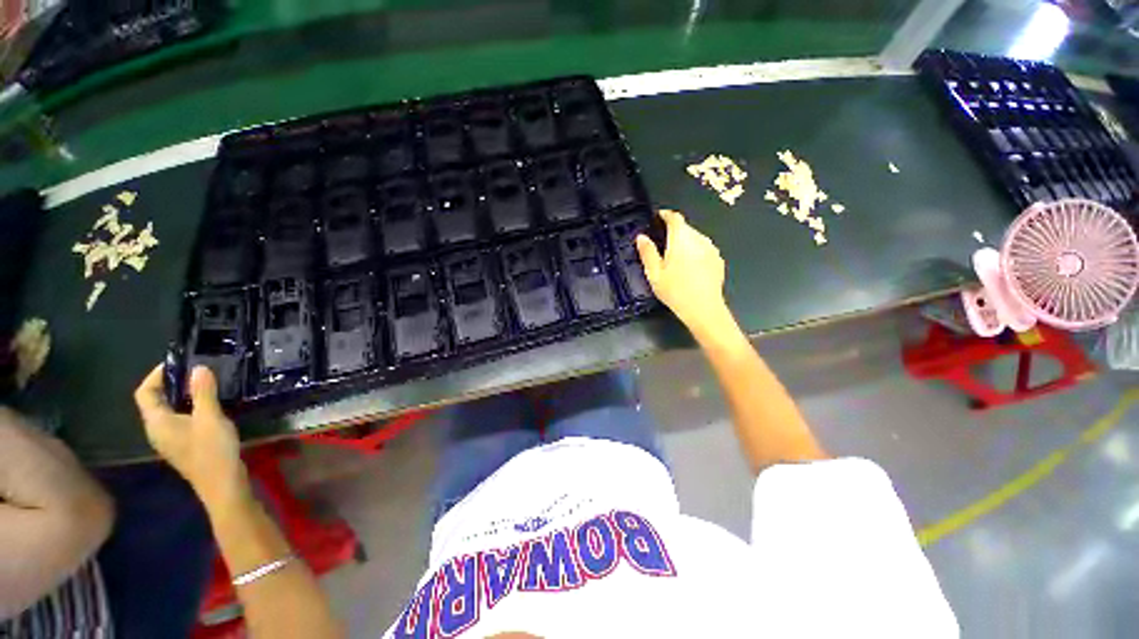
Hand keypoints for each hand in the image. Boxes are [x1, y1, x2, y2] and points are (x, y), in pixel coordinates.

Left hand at [134, 365, 248, 508]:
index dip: (157, 375)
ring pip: (169, 410)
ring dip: (183, 395)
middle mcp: (158, 429)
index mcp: (157, 422)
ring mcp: (170, 439)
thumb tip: (198, 368)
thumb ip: (203, 393)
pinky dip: (190, 407)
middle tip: (197, 371)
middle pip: (156, 401)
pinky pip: (180, 419)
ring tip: (206, 385)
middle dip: (173, 383)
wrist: (222, 484)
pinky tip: (210, 406)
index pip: (145, 392)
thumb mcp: (210, 418)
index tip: (179, 363)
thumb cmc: (212, 450)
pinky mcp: (184, 444)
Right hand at [636, 209, 729, 333]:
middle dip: (674, 231)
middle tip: (662, 243)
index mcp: (681, 239)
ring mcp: (711, 248)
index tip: (658, 217)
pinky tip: (689, 267)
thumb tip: (641, 237)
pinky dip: (695, 251)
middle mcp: (699, 238)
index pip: (675, 217)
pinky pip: (703, 248)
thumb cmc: (675, 291)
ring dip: (685, 241)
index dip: (665, 214)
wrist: (704, 309)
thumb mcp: (654, 273)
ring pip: (695, 238)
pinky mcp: (718, 259)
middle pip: (685, 227)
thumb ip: (647, 252)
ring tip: (675, 257)